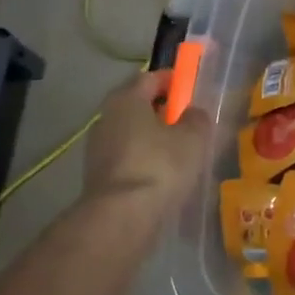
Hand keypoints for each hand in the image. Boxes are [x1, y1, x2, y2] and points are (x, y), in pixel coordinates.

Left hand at [81, 70, 210, 218]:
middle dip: (163, 111)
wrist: (121, 218)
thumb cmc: (160, 166)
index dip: (174, 81)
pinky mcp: (97, 176)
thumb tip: (192, 113)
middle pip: (138, 105)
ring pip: (131, 133)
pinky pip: (126, 158)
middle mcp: (106, 116)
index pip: (151, 77)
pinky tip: (162, 177)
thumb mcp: (193, 138)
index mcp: (126, 98)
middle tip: (187, 124)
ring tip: (178, 155)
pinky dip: (143, 161)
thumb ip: (197, 118)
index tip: (192, 92)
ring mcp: (97, 148)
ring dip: (152, 139)